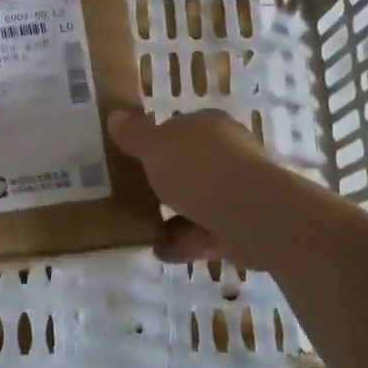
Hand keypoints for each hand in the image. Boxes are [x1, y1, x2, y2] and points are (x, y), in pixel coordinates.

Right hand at [108, 108, 276, 264]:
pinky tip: (160, 251)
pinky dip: (183, 241)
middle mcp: (228, 153)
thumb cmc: (200, 169)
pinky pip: (204, 232)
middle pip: (189, 165)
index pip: (179, 128)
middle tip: (133, 193)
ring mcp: (237, 191)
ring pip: (197, 200)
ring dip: (173, 215)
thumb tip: (116, 116)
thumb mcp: (155, 146)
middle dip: (165, 180)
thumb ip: (134, 134)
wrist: (251, 215)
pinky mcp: (241, 225)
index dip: (155, 141)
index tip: (132, 159)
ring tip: (141, 227)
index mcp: (210, 126)